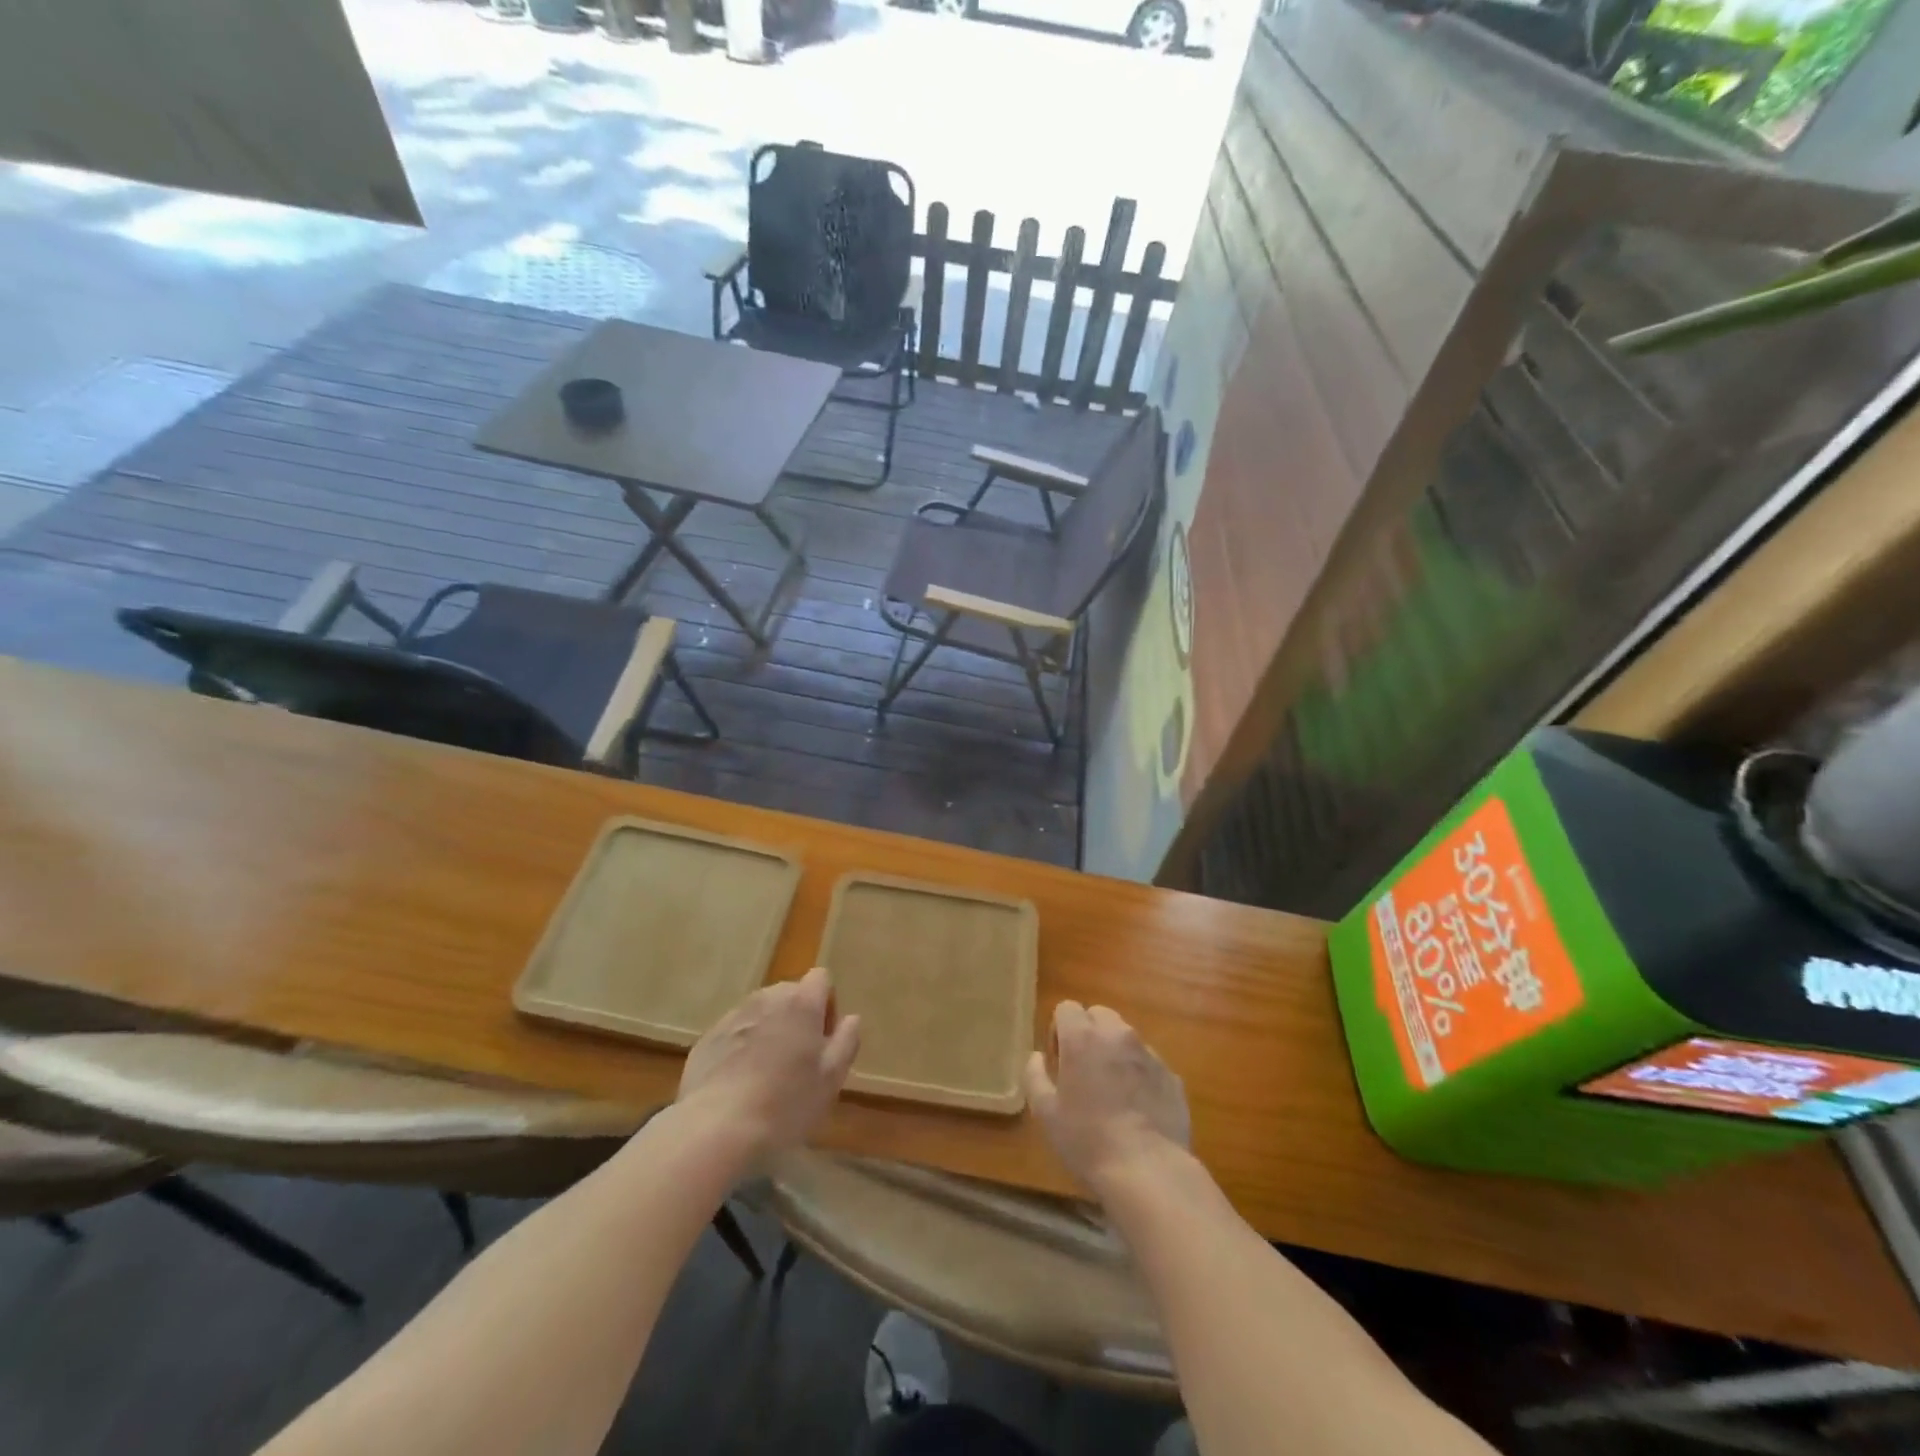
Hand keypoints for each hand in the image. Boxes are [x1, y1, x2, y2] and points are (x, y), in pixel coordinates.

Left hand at [677, 967, 860, 1159]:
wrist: (716, 1128)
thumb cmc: (785, 1103)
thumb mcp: (831, 1078)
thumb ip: (846, 1041)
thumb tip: (851, 1018)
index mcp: (801, 1003)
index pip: (821, 978)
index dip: (827, 1004)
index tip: (824, 1038)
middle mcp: (767, 998)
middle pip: (789, 993)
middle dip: (797, 1017)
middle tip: (798, 1059)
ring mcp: (733, 1016)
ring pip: (760, 1012)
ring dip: (769, 1030)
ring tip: (767, 1073)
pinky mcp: (707, 1037)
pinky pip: (734, 1032)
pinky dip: (741, 1047)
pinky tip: (739, 1083)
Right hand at [1025, 1001, 1188, 1194]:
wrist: (1148, 1170)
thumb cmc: (1087, 1140)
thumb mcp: (1046, 1113)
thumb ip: (1035, 1076)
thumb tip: (1036, 1057)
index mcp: (1083, 1037)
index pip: (1067, 1008)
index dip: (1058, 1030)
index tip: (1059, 1062)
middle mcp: (1117, 1035)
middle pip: (1099, 1015)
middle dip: (1088, 1033)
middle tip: (1083, 1071)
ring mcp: (1149, 1054)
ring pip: (1126, 1037)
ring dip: (1114, 1051)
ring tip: (1112, 1091)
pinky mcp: (1172, 1076)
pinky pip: (1148, 1063)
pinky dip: (1139, 1074)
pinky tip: (1137, 1109)